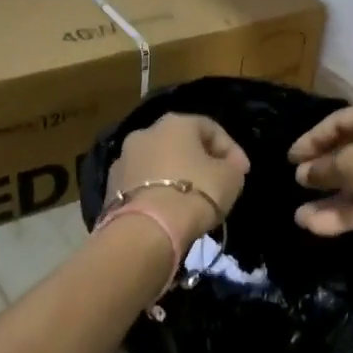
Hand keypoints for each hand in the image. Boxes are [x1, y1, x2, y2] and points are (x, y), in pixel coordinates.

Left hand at [106, 113, 249, 245]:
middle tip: (215, 182)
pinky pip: (142, 184)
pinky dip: (156, 192)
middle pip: (179, 143)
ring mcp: (123, 159)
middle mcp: (145, 133)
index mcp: (175, 123)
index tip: (242, 172)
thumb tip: (228, 165)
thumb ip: (232, 166)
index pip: (210, 128)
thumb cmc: (195, 193)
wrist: (147, 229)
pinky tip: (167, 210)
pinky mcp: (110, 187)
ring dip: (174, 176)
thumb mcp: (231, 178)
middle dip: (199, 160)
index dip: (231, 149)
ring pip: (157, 163)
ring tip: (189, 200)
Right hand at [286, 99, 352, 252]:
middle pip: (351, 152)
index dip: (312, 139)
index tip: (291, 159)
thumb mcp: (351, 165)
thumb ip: (323, 168)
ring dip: (331, 200)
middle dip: (322, 172)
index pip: (340, 121)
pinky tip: (318, 227)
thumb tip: (303, 173)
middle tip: (298, 183)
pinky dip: (348, 212)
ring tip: (301, 218)